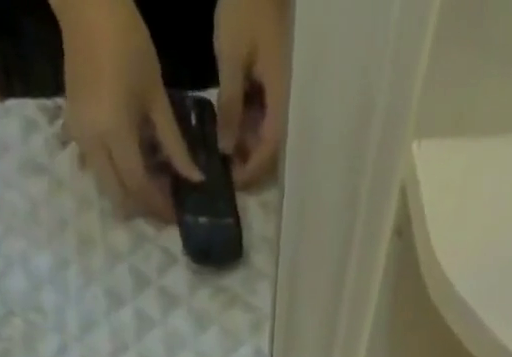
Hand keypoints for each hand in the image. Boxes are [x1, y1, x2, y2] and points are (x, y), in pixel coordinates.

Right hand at [55, 0, 200, 219]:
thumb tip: (194, 178)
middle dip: (141, 208)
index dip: (159, 205)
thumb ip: (173, 143)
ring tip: (152, 188)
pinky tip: (133, 166)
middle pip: (117, 196)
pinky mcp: (74, 129)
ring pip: (105, 186)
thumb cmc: (128, 42)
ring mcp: (79, 138)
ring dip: (128, 195)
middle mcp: (92, 144)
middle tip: (164, 207)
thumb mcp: (156, 96)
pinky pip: (95, 168)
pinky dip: (115, 176)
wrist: (87, 6)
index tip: (177, 214)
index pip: (139, 187)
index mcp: (114, 133)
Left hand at [213, 0, 290, 187]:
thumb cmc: (246, 6)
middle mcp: (288, 99)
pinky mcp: (277, 79)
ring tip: (223, 150)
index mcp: (282, 96)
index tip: (231, 183)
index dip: (251, 170)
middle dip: (250, 163)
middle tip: (224, 172)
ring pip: (269, 132)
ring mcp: (284, 89)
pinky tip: (231, 125)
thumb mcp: (231, 58)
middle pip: (273, 147)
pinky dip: (250, 124)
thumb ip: (231, 107)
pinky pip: (266, 113)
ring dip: (248, 144)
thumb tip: (226, 150)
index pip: (270, 149)